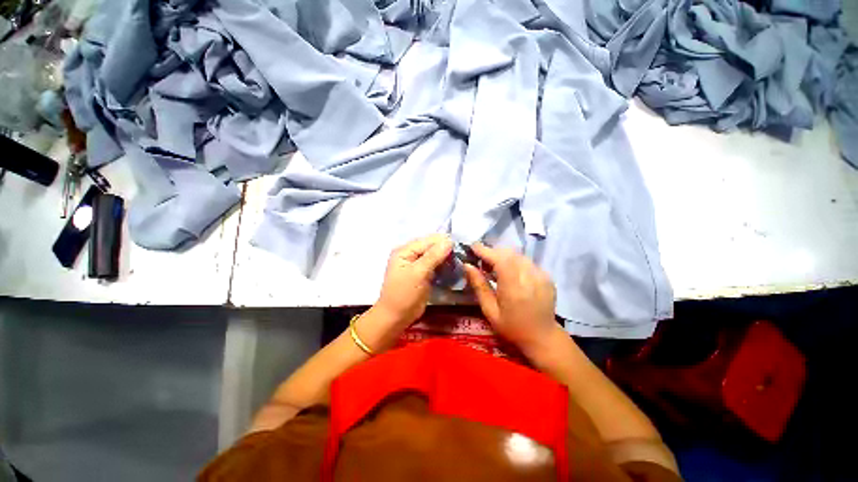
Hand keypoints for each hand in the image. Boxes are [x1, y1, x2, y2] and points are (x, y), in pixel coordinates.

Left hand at [374, 234, 452, 327]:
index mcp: (405, 250)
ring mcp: (417, 264)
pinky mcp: (423, 274)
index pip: (427, 240)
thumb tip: (449, 240)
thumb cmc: (404, 294)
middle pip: (431, 247)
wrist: (397, 317)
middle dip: (446, 249)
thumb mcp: (418, 273)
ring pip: (435, 256)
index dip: (443, 241)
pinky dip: (444, 266)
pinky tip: (453, 267)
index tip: (461, 246)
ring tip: (460, 261)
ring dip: (446, 258)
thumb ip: (433, 256)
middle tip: (462, 255)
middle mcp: (410, 254)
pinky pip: (435, 265)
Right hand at [463, 243, 560, 357]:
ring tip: (493, 266)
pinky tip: (509, 272)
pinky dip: (514, 261)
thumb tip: (467, 265)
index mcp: (514, 288)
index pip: (500, 259)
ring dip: (503, 256)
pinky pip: (526, 261)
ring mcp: (541, 275)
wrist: (543, 337)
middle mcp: (530, 277)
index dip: (485, 251)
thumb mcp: (490, 311)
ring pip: (518, 255)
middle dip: (493, 252)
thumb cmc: (512, 327)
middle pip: (509, 254)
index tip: (472, 247)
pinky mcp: (547, 276)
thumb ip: (479, 286)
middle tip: (480, 259)